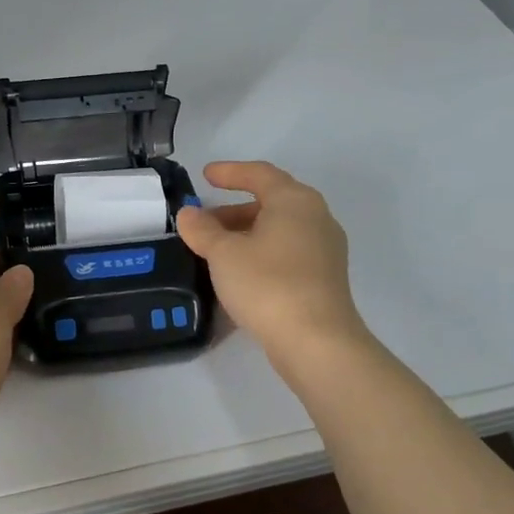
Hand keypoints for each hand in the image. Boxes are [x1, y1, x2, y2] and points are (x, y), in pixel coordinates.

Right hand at [176, 161, 370, 362]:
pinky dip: (261, 252)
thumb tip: (189, 214)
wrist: (316, 342)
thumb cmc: (267, 284)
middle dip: (233, 210)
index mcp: (294, 201)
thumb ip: (202, 229)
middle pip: (271, 201)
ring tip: (215, 250)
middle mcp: (316, 218)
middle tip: (203, 222)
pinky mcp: (324, 278)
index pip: (259, 174)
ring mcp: (325, 249)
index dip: (230, 172)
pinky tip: (239, 273)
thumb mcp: (223, 254)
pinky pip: (287, 252)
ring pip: (279, 229)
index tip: (205, 176)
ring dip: (246, 233)